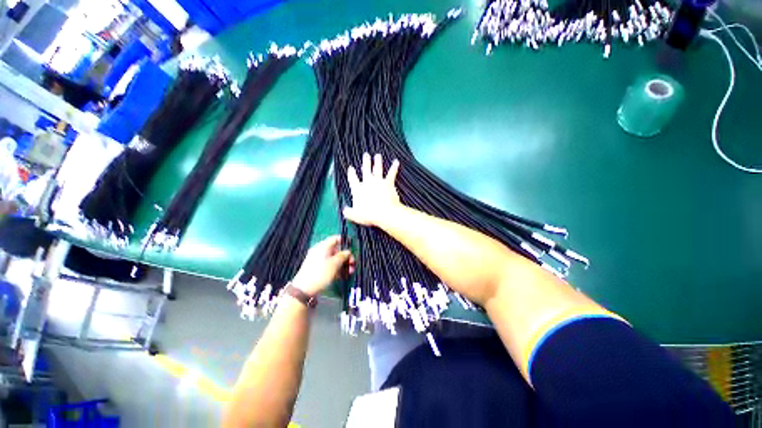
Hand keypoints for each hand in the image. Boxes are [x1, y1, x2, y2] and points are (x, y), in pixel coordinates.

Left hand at [291, 235, 354, 295]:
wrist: (304, 289)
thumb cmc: (321, 273)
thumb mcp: (335, 263)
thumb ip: (343, 255)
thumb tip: (347, 252)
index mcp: (323, 246)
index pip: (336, 239)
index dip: (345, 241)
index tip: (352, 246)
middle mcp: (320, 251)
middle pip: (336, 250)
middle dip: (346, 257)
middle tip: (352, 263)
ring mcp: (318, 260)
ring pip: (334, 259)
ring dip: (343, 265)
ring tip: (350, 272)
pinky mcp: (317, 269)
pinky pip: (330, 266)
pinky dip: (337, 269)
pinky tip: (343, 276)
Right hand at [343, 153, 401, 226]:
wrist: (384, 213)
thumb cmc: (369, 215)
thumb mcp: (355, 216)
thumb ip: (349, 212)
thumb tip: (344, 211)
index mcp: (358, 190)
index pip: (353, 179)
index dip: (351, 173)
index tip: (351, 167)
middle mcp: (367, 183)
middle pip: (365, 170)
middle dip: (365, 162)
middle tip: (366, 155)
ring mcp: (378, 181)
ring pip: (377, 169)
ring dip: (377, 161)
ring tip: (378, 155)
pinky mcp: (388, 183)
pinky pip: (391, 173)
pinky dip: (394, 167)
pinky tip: (396, 162)